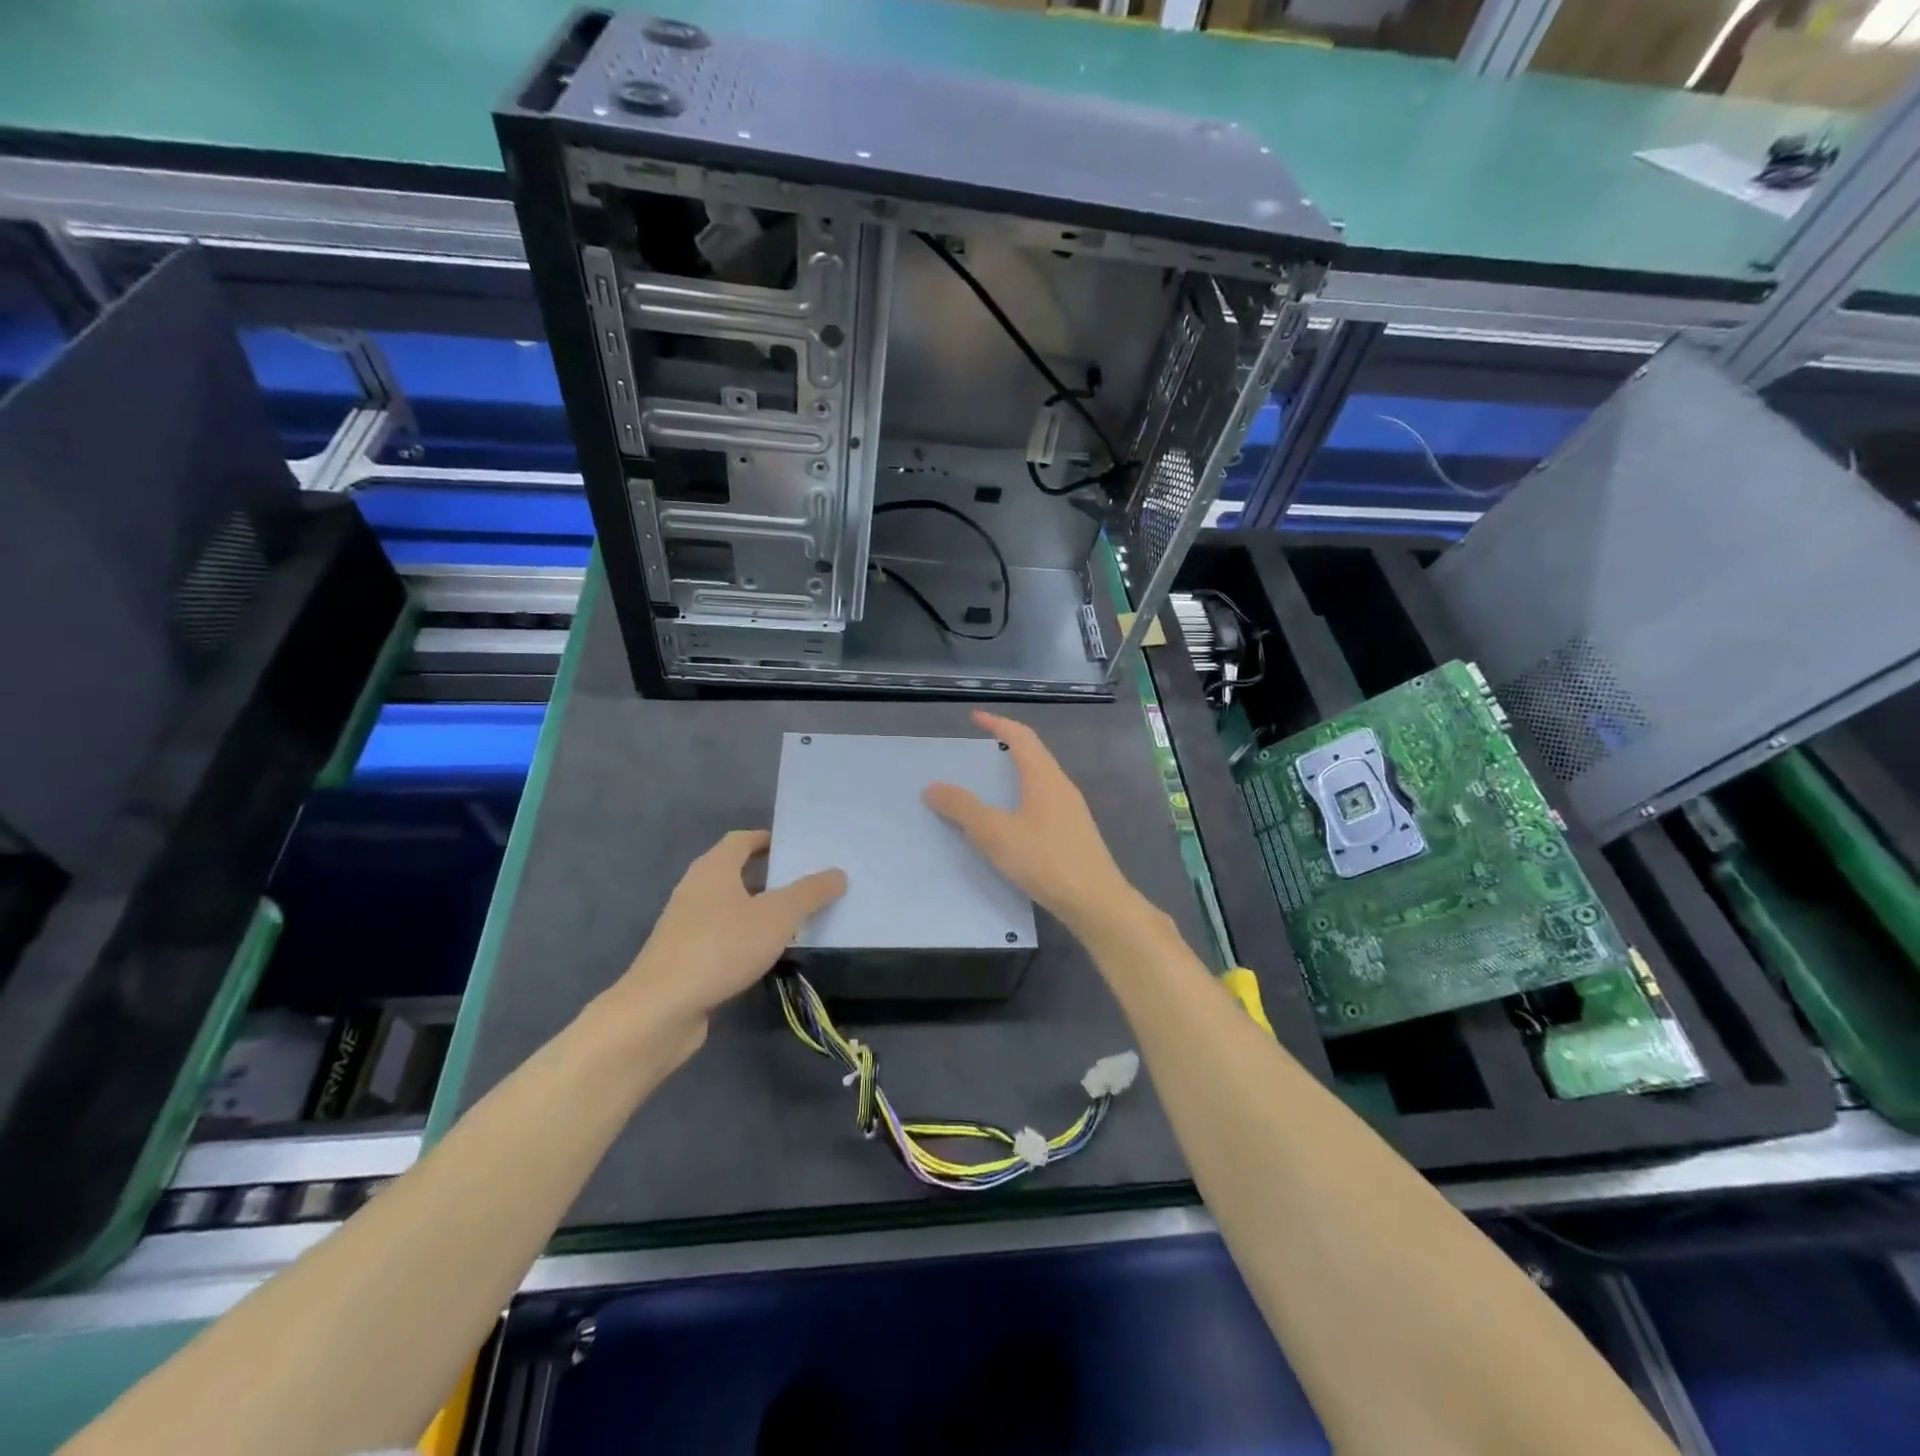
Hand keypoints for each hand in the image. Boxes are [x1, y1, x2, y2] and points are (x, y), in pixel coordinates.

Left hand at [601, 830, 845, 1052]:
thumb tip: (838, 873)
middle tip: (807, 883)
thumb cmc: (721, 947)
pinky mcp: (683, 956)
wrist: (661, 1009)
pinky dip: (744, 936)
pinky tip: (765, 953)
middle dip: (770, 875)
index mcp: (714, 868)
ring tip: (794, 919)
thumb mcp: (777, 916)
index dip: (769, 839)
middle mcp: (695, 888)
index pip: (742, 839)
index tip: (799, 848)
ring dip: (758, 908)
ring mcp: (685, 924)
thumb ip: (809, 893)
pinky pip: (721, 935)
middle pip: (736, 871)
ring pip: (729, 905)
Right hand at [924, 710, 1137, 934]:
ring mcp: (1070, 810)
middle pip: (1032, 754)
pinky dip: (1020, 798)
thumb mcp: (996, 834)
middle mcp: (1061, 786)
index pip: (1021, 736)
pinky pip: (1042, 802)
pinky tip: (1008, 821)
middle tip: (976, 751)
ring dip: (1013, 774)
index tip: (974, 718)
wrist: (1096, 902)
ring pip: (1038, 779)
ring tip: (987, 784)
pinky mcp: (1072, 833)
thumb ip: (963, 808)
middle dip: (1005, 746)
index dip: (997, 723)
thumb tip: (933, 787)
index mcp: (1044, 777)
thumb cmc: (1046, 860)